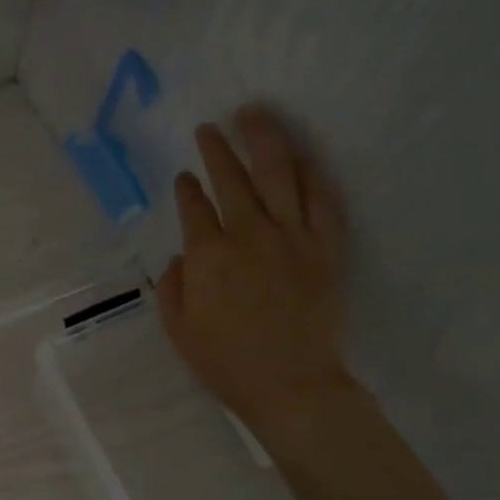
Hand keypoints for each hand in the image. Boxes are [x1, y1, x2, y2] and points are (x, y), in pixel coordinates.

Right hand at [156, 106, 351, 437]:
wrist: (290, 384)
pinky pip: (322, 200)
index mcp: (208, 256)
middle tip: (210, 128)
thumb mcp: (178, 329)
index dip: (187, 188)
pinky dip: (312, 175)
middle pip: (232, 179)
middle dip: (218, 149)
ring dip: (264, 140)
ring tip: (254, 115)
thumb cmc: (225, 362)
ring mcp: (292, 238)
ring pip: (279, 175)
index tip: (183, 176)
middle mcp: (249, 235)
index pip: (194, 207)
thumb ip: (173, 286)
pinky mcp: (326, 248)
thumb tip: (181, 256)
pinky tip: (302, 159)